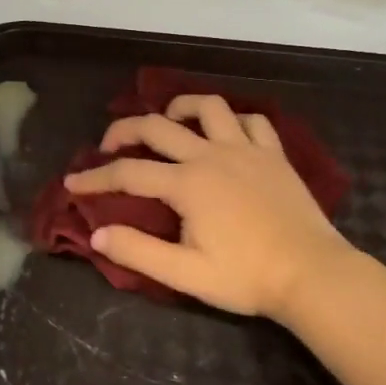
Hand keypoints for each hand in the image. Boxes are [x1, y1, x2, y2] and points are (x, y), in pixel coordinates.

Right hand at [63, 94, 354, 325]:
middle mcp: (212, 155)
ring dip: (180, 108)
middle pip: (157, 127)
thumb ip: (138, 251)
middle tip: (108, 145)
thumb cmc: (246, 278)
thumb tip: (97, 234)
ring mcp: (247, 150)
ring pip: (208, 107)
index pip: (127, 174)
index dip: (94, 178)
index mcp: (187, 184)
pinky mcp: (274, 155)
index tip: (72, 183)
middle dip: (124, 130)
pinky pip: (252, 121)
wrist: (314, 276)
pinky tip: (224, 134)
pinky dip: (232, 121)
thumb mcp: (184, 274)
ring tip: (167, 121)